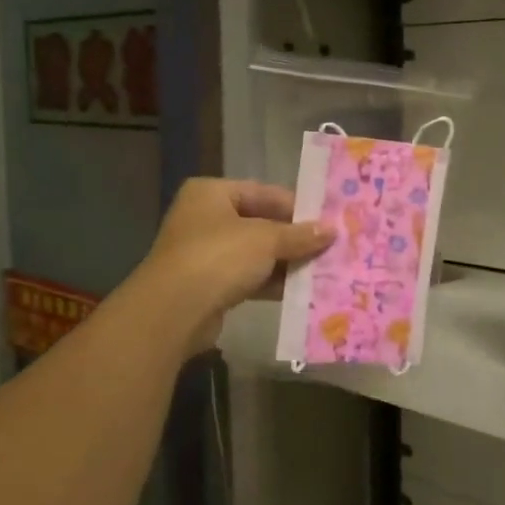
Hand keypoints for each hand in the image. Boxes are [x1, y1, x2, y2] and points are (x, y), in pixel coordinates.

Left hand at [141, 178, 333, 354]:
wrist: (173, 311)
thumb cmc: (218, 258)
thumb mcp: (266, 240)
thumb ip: (299, 234)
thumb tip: (331, 231)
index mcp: (212, 193)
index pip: (264, 193)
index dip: (297, 206)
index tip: (328, 221)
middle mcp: (206, 218)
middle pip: (261, 223)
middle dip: (294, 237)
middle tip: (331, 246)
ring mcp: (205, 253)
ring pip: (256, 253)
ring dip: (286, 262)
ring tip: (324, 269)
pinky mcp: (209, 284)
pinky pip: (248, 277)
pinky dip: (272, 282)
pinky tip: (301, 290)